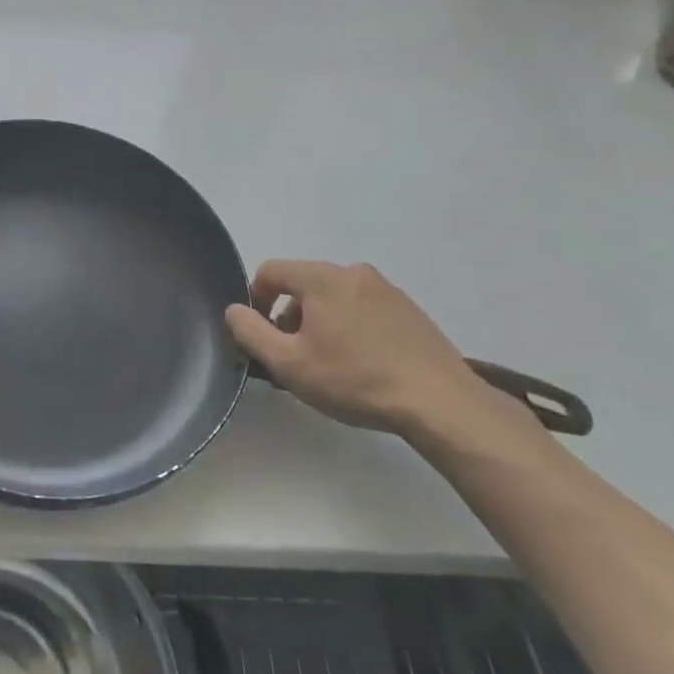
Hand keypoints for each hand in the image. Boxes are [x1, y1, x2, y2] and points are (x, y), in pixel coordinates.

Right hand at [225, 259, 517, 439]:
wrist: (439, 402)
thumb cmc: (354, 380)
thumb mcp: (288, 363)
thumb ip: (250, 332)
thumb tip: (234, 311)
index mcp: (322, 278)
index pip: (270, 271)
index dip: (255, 300)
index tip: (262, 336)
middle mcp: (353, 272)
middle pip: (303, 284)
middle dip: (289, 316)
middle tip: (295, 356)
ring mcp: (386, 289)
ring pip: (334, 297)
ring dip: (320, 323)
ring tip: (329, 365)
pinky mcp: (410, 310)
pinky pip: (364, 308)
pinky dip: (351, 327)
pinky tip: (362, 365)